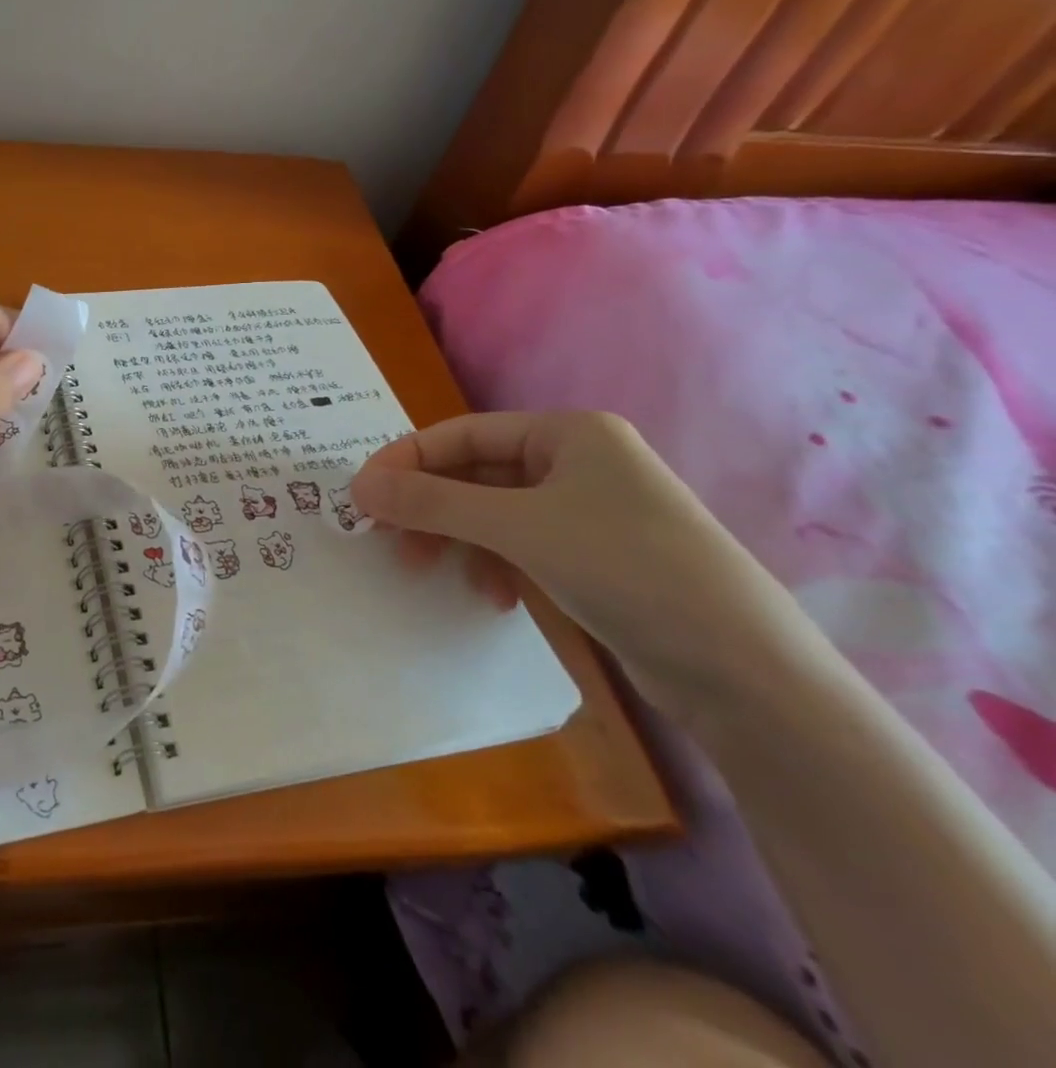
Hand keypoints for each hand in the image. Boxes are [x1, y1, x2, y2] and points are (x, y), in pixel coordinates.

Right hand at [351, 412, 799, 703]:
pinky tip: (491, 597)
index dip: (406, 460)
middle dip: (430, 507)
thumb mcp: (519, 528)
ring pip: (494, 513)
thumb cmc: (627, 568)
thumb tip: (358, 487)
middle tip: (388, 539)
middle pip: (476, 473)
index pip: (462, 433)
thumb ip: (433, 503)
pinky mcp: (596, 558)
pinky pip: (521, 546)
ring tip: (429, 572)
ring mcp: (589, 512)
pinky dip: (495, 565)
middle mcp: (578, 461)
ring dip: (457, 539)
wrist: (745, 672)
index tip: (361, 496)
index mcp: (568, 432)